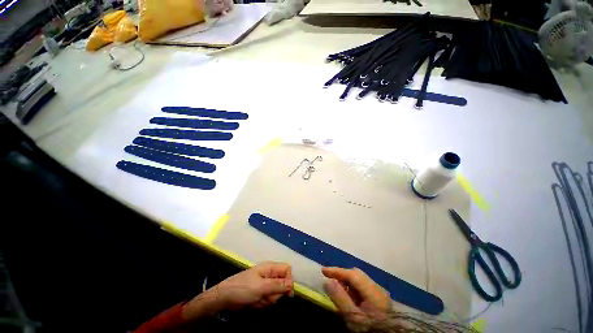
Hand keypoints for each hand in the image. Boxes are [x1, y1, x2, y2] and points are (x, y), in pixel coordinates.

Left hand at [216, 262, 293, 309]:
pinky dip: (263, 303)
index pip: (287, 269)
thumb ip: (277, 285)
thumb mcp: (261, 287)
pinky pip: (268, 299)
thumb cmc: (242, 288)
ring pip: (276, 294)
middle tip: (265, 296)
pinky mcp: (261, 293)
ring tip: (257, 299)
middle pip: (282, 284)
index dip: (289, 280)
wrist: (225, 298)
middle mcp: (270, 274)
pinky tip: (255, 303)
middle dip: (275, 293)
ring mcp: (265, 284)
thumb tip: (292, 284)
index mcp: (270, 267)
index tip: (287, 293)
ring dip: (268, 300)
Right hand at [322, 267, 391, 326]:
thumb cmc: (368, 330)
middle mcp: (378, 289)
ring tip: (336, 287)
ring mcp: (379, 294)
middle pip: (357, 274)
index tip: (323, 270)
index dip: (337, 271)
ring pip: (359, 280)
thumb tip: (328, 281)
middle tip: (329, 278)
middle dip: (342, 275)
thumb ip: (340, 298)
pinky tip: (348, 295)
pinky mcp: (378, 299)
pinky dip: (353, 288)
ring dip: (347, 281)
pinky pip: (362, 287)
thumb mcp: (352, 317)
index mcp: (374, 292)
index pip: (353, 275)